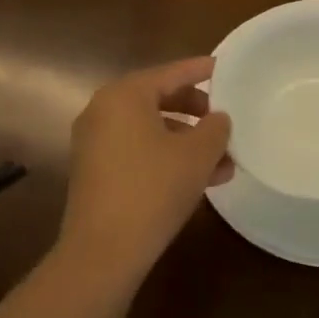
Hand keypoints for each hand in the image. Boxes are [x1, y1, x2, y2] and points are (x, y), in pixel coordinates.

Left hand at [58, 56, 232, 277]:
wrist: (104, 249)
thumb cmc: (153, 189)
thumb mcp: (197, 156)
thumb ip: (214, 129)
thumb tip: (218, 119)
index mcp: (124, 95)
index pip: (171, 73)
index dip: (200, 71)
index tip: (224, 68)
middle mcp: (103, 111)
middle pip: (158, 100)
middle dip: (195, 112)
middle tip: (223, 120)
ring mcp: (94, 143)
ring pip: (150, 130)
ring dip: (187, 142)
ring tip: (223, 162)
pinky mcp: (95, 171)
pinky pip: (138, 151)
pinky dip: (166, 157)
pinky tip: (198, 180)